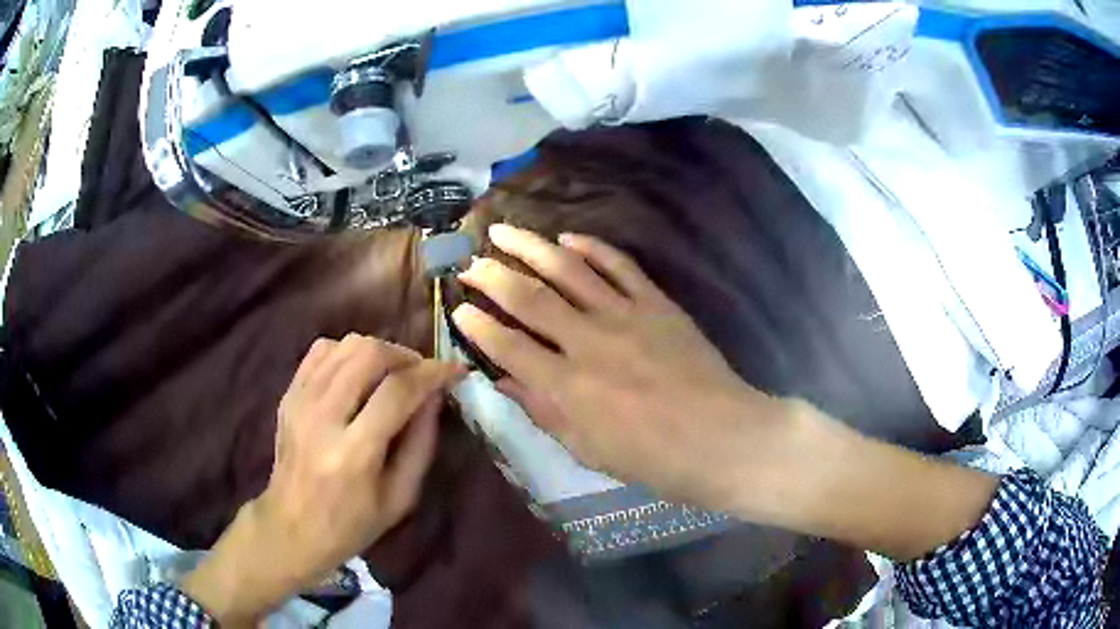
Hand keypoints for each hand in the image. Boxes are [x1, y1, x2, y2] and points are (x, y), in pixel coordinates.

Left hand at [182, 335, 465, 625]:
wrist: (290, 528)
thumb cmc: (351, 524)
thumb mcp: (400, 499)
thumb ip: (421, 444)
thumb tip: (435, 396)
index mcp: (354, 454)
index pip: (398, 392)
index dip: (433, 373)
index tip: (456, 370)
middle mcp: (322, 418)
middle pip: (368, 354)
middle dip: (405, 355)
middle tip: (422, 373)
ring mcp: (299, 402)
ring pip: (345, 345)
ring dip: (379, 351)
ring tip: (394, 373)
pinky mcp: (288, 395)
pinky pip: (321, 350)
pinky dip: (348, 352)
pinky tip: (359, 373)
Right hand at [452, 224, 792, 510]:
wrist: (720, 438)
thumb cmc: (651, 457)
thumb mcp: (586, 448)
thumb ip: (542, 410)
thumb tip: (502, 381)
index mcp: (568, 386)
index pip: (508, 345)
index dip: (477, 325)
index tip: (457, 308)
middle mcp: (589, 342)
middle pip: (529, 297)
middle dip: (491, 275)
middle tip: (468, 262)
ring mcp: (625, 315)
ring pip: (569, 269)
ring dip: (531, 247)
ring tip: (503, 231)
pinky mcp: (656, 303)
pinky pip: (620, 265)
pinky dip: (592, 248)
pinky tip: (568, 238)